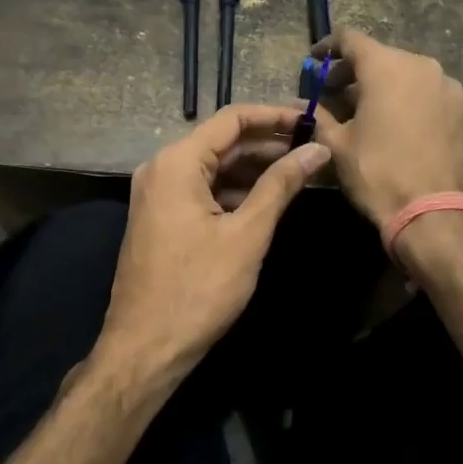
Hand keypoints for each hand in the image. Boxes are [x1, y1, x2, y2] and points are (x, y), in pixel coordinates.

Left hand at [98, 104, 329, 381]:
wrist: (145, 347)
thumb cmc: (198, 289)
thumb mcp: (247, 234)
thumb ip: (281, 185)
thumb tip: (317, 149)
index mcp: (177, 162)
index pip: (232, 119)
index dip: (274, 116)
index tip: (311, 119)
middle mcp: (161, 167)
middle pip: (222, 142)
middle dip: (268, 144)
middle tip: (314, 147)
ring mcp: (157, 193)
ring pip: (213, 167)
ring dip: (254, 168)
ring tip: (301, 172)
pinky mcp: (161, 216)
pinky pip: (202, 189)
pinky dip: (234, 190)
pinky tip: (268, 200)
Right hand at [311, 28, 462, 227]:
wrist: (437, 214)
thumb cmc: (378, 173)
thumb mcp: (337, 146)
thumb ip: (319, 117)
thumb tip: (301, 106)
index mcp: (386, 67)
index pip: (350, 39)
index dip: (328, 47)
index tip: (315, 61)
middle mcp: (422, 66)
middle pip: (382, 57)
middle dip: (357, 72)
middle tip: (337, 94)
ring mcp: (451, 88)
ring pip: (410, 77)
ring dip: (387, 88)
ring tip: (371, 114)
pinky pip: (433, 97)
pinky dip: (413, 103)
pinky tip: (403, 129)